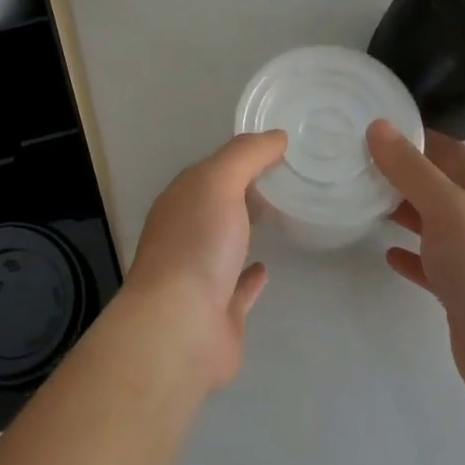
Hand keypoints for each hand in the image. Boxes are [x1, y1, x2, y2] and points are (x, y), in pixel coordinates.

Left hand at [121, 131, 286, 391]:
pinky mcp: (218, 313)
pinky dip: (251, 277)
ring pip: (226, 245)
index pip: (210, 171)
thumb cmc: (196, 246)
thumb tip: (276, 136)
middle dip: (243, 192)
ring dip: (245, 231)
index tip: (279, 150)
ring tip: (279, 218)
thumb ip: (245, 156)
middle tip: (285, 181)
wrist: (179, 329)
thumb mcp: (218, 183)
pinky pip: (237, 288)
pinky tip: (266, 268)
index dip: (241, 158)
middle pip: (216, 206)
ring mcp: (199, 276)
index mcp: (179, 202)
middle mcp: (184, 235)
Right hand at [366, 121, 464, 415]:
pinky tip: (387, 254)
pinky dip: (410, 255)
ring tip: (362, 202)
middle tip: (355, 164)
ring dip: (403, 212)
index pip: (450, 152)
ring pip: (434, 225)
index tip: (371, 129)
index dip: (414, 137)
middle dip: (402, 174)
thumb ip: (412, 170)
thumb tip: (378, 127)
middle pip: (440, 187)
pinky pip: (431, 265)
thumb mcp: (450, 209)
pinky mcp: (463, 293)